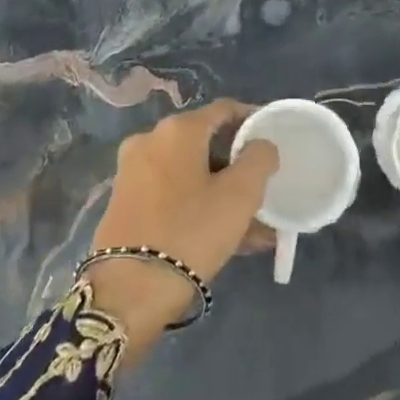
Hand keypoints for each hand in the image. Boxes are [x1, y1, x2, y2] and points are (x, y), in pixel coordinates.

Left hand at [86, 101, 277, 361]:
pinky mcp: (125, 201)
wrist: (130, 289)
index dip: (252, 120)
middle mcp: (150, 140)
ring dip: (221, 191)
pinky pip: (172, 193)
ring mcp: (133, 171)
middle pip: (205, 142)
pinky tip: (224, 235)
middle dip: (237, 165)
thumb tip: (261, 145)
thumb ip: (259, 159)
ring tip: (253, 225)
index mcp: (177, 129)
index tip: (274, 139)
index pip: (224, 110)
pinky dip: (198, 204)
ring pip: (190, 173)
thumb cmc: (191, 231)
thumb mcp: (240, 195)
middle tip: (264, 188)